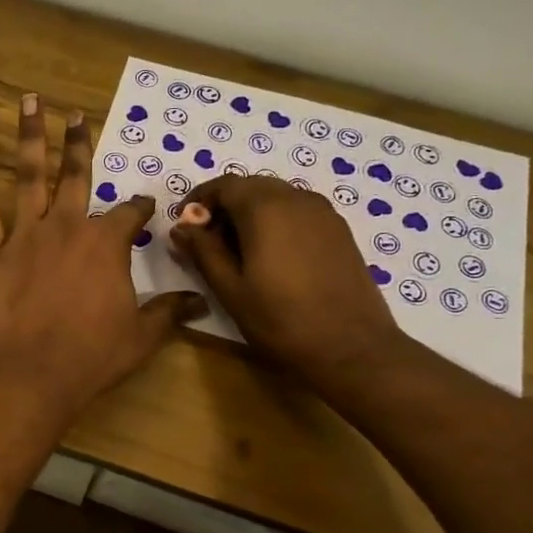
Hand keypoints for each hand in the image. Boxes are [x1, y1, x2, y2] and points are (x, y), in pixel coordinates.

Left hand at [0, 94, 204, 415]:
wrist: (34, 372)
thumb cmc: (93, 354)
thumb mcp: (142, 335)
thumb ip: (170, 312)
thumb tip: (202, 301)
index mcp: (106, 243)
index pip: (129, 213)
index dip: (140, 207)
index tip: (147, 204)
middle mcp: (67, 227)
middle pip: (75, 175)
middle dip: (78, 142)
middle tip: (76, 114)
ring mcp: (26, 236)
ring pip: (28, 177)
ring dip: (29, 139)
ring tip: (28, 103)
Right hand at [169, 175, 403, 396]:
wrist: (352, 348)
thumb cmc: (281, 321)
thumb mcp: (230, 289)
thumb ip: (203, 252)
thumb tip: (181, 228)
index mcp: (266, 208)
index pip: (224, 185)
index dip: (199, 201)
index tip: (184, 227)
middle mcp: (297, 198)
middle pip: (251, 186)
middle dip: (224, 206)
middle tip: (207, 242)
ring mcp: (323, 212)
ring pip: (276, 197)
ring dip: (250, 214)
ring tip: (237, 252)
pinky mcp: (339, 230)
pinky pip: (298, 211)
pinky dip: (276, 221)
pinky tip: (270, 257)